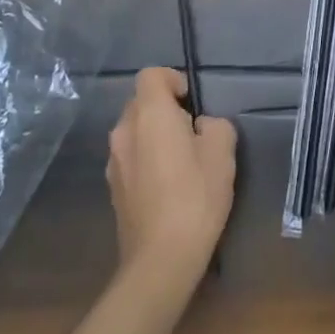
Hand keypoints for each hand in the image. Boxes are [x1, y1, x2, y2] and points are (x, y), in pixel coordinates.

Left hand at [107, 68, 236, 284]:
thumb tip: (201, 127)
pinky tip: (166, 186)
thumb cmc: (195, 197)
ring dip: (154, 136)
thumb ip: (215, 126)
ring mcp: (113, 160)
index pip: (151, 74)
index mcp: (149, 114)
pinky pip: (130, 157)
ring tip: (181, 162)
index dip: (172, 80)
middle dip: (165, 109)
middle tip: (192, 133)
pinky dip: (146, 160)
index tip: (191, 102)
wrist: (160, 258)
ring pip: (134, 132)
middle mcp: (123, 130)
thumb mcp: (222, 153)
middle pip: (140, 102)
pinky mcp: (112, 187)